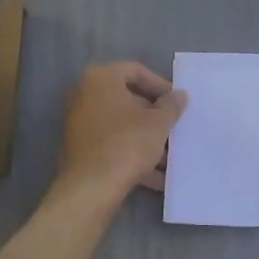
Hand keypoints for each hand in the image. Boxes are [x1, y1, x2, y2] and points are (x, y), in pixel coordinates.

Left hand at [55, 62, 187, 199]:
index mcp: (100, 79)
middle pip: (127, 100)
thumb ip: (171, 106)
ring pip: (120, 126)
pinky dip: (132, 155)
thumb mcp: (158, 123)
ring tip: (170, 158)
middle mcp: (84, 95)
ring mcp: (79, 124)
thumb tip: (179, 95)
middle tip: (174, 129)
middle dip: (154, 117)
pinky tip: (156, 177)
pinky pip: (111, 145)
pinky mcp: (79, 150)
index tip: (177, 102)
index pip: (135, 71)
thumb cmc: (127, 144)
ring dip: (146, 139)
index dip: (160, 85)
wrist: (91, 187)